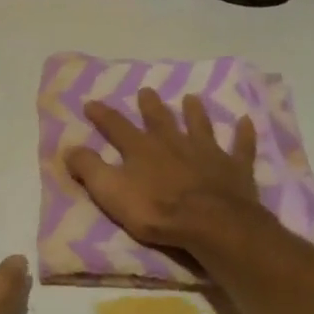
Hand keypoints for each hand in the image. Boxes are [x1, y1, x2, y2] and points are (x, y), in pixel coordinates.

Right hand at [65, 90, 263, 250]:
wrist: (210, 223)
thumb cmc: (156, 211)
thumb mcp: (111, 192)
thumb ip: (90, 169)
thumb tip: (68, 148)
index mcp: (142, 149)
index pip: (117, 127)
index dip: (103, 115)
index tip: (91, 103)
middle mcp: (174, 143)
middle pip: (160, 120)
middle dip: (151, 106)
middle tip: (147, 91)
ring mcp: (207, 153)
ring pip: (200, 126)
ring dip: (195, 112)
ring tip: (192, 98)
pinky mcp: (235, 168)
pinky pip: (240, 147)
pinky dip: (243, 135)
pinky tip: (245, 122)